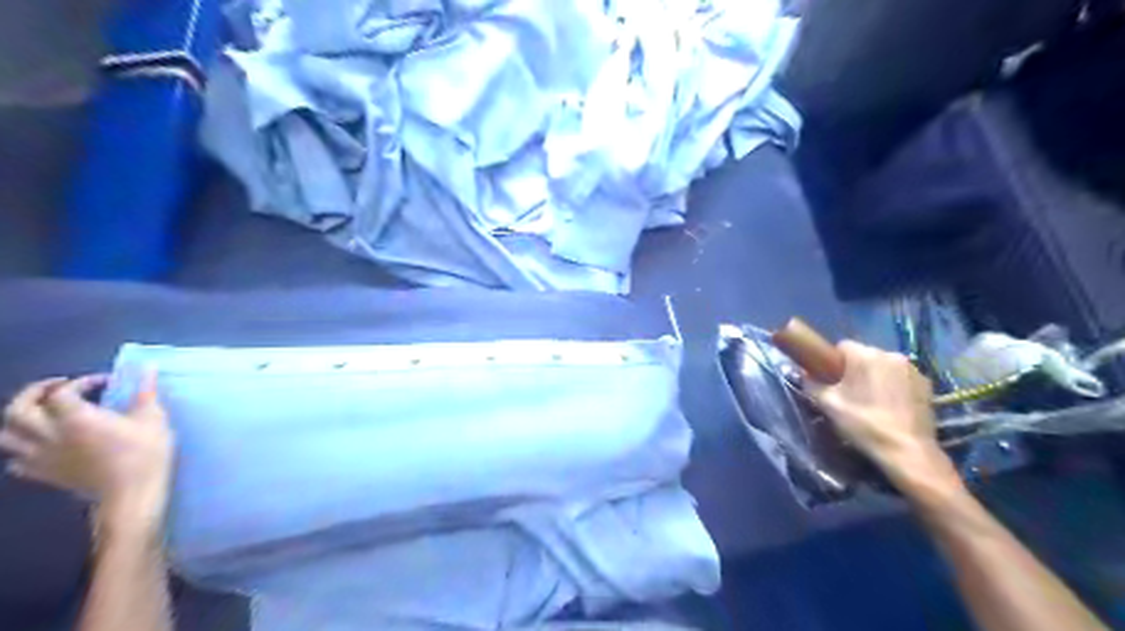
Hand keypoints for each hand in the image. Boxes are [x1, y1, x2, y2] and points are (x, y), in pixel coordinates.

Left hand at [1, 371, 171, 538]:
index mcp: (77, 418)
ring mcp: (41, 456)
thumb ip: (145, 392)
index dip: (81, 382)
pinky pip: (15, 460)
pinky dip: (22, 448)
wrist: (131, 493)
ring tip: (41, 413)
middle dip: (34, 393)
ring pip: (6, 434)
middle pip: (18, 408)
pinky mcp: (42, 474)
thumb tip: (147, 366)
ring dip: (18, 419)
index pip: (62, 392)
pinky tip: (41, 445)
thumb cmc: (145, 453)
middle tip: (58, 387)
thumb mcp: (153, 418)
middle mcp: (49, 434)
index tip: (105, 382)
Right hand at [810, 342, 956, 495]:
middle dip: (855, 370)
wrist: (907, 451)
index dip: (832, 363)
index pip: (841, 347)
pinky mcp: (927, 384)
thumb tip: (804, 375)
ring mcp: (913, 368)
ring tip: (872, 401)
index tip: (831, 381)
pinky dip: (894, 386)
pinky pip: (901, 377)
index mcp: (865, 355)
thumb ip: (812, 384)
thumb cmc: (864, 424)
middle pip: (864, 355)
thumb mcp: (828, 405)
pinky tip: (891, 407)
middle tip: (849, 393)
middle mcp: (891, 354)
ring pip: (884, 366)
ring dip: (876, 377)